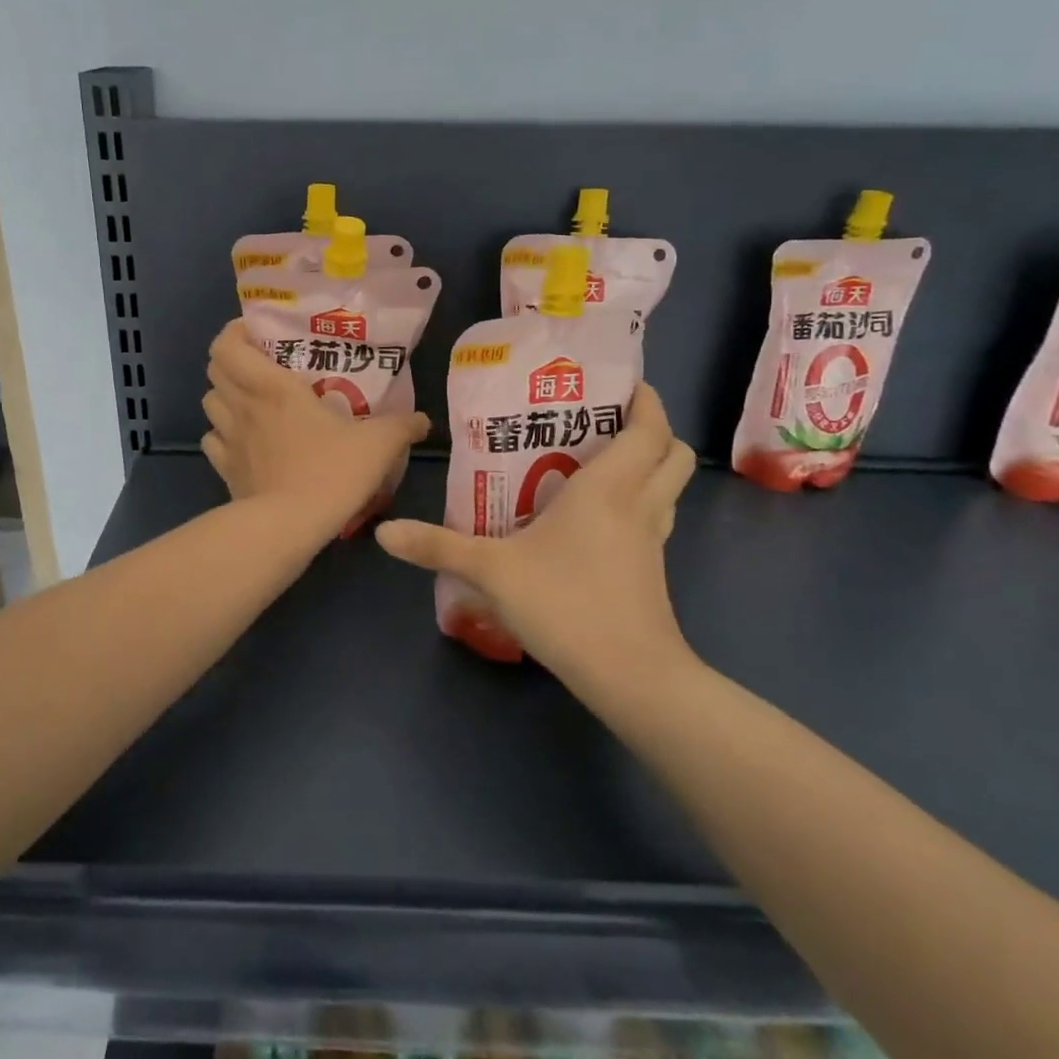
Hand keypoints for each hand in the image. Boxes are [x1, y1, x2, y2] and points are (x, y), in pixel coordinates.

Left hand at [202, 321, 430, 537]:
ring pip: (209, 403)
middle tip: (260, 365)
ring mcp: (229, 440)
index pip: (228, 345)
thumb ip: (402, 427)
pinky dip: (222, 434)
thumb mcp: (378, 445)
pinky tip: (243, 440)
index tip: (257, 333)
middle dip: (231, 361)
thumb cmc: (330, 472)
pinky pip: (212, 441)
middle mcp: (243, 406)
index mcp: (272, 387)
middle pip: (214, 370)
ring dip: (225, 396)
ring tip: (251, 400)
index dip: (234, 332)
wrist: (290, 527)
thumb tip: (423, 420)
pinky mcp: (225, 471)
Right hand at [375, 382, 698, 689]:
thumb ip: (438, 547)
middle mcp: (640, 504)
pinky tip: (595, 520)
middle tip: (604, 423)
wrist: (630, 676)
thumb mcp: (492, 572)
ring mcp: (653, 540)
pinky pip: (656, 517)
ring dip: (648, 466)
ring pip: (669, 486)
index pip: (649, 427)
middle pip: (673, 451)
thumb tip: (384, 531)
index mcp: (610, 488)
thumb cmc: (566, 605)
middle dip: (651, 429)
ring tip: (597, 463)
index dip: (644, 399)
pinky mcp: (653, 570)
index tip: (621, 382)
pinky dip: (639, 503)